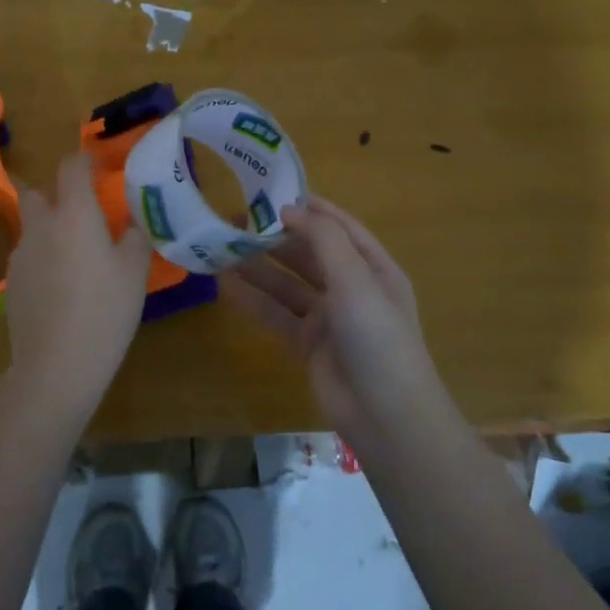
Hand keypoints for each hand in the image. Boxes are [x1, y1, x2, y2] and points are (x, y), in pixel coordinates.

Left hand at [4, 152, 153, 404]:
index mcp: (73, 214)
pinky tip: (60, 289)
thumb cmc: (105, 310)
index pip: (70, 167)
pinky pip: (28, 258)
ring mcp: (19, 256)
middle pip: (34, 192)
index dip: (83, 160)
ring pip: (31, 228)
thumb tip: (130, 222)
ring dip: (48, 229)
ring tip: (75, 258)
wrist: (56, 365)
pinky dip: (42, 260)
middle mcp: (40, 226)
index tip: (97, 166)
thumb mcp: (134, 272)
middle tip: (80, 212)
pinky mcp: (10, 284)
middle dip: (53, 193)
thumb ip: (134, 237)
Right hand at [226, 196, 444, 435]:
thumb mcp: (355, 279)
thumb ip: (323, 239)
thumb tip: (289, 210)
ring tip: (224, 247)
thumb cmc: (377, 337)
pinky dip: (254, 299)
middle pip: (309, 253)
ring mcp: (328, 318)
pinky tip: (226, 284)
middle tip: (236, 220)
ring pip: (288, 284)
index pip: (340, 227)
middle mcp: (351, 288)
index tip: (272, 194)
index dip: (310, 209)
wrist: (385, 415)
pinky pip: (276, 314)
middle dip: (276, 237)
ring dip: (259, 266)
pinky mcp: (307, 344)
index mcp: (374, 268)